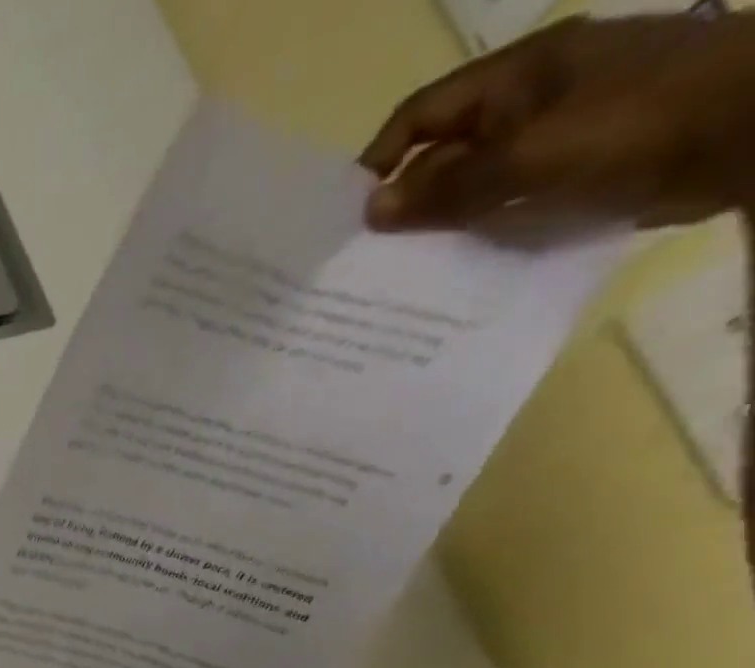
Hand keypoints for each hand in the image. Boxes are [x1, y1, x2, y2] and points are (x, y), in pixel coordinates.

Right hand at [363, 13, 754, 231]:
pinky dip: (483, 232)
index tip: (348, 217)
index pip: (421, 114)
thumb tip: (372, 211)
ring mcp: (560, 132)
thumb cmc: (637, 125)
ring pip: (474, 184)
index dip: (378, 161)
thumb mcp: (527, 158)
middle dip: (406, 203)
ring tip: (406, 273)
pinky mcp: (582, 168)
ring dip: (442, 225)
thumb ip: (446, 188)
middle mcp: (533, 98)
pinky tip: (463, 266)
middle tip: (370, 259)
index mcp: (518, 75)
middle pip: (444, 153)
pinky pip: (511, 202)